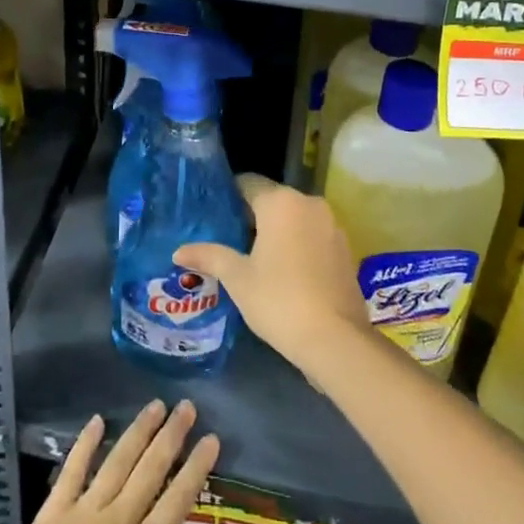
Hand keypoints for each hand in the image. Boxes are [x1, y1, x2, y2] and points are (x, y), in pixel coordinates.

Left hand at [0, 400, 219, 523]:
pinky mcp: (52, 512)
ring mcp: (83, 512)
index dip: (196, 467)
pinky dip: (85, 443)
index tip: (211, 438)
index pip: (177, 500)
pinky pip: (72, 470)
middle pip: (150, 470)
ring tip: (156, 404)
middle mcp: (116, 522)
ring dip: (138, 431)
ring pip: (117, 461)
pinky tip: (97, 420)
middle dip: (171, 435)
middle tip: (187, 406)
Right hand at [175, 173, 373, 377]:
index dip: (228, 196)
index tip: (213, 215)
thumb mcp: (237, 278)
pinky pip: (312, 234)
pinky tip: (283, 271)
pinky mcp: (345, 248)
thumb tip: (179, 251)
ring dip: (276, 231)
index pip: (248, 183)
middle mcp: (309, 203)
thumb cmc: (279, 300)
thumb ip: (209, 256)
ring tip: (253, 256)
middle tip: (227, 239)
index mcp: (281, 202)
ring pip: (294, 217)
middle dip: (251, 216)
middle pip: (272, 199)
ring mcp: (332, 225)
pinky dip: (297, 244)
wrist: (336, 340)